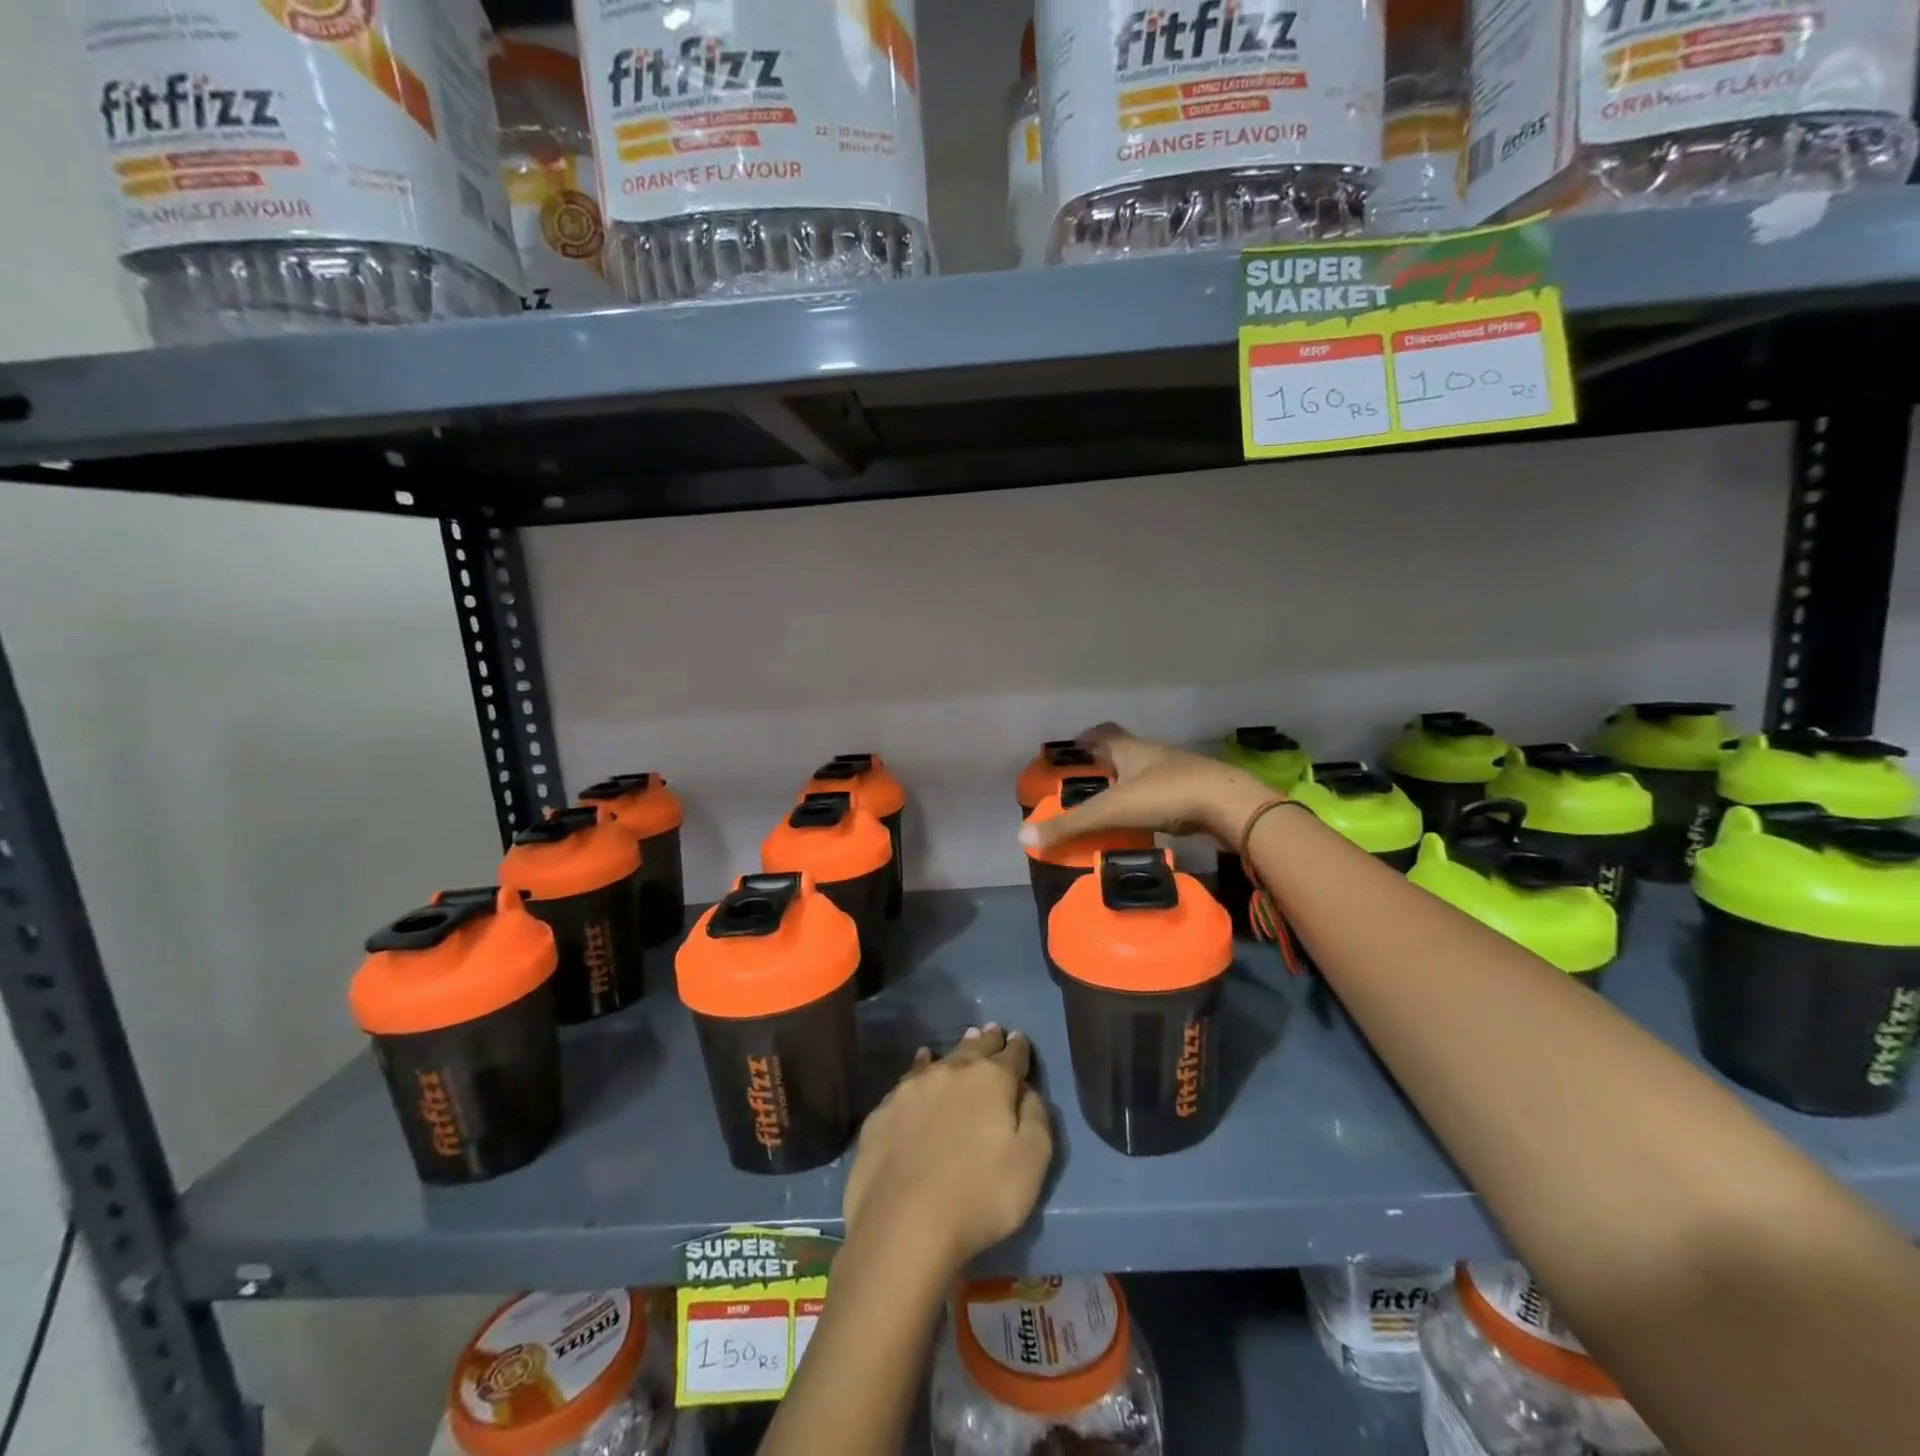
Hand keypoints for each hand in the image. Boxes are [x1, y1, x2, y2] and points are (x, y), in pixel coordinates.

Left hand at [842, 1025, 1052, 1272]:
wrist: (903, 1223)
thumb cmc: (979, 1197)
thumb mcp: (1031, 1164)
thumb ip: (1036, 1119)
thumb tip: (1027, 1091)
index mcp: (992, 1081)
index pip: (1012, 1055)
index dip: (1018, 1048)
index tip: (1019, 1039)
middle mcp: (953, 1071)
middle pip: (976, 1048)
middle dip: (988, 1040)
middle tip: (993, 1031)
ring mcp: (914, 1087)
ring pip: (942, 1058)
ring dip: (957, 1051)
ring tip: (965, 1041)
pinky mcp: (885, 1108)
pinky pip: (910, 1076)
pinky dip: (921, 1066)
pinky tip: (921, 1063)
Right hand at [1018, 723, 1270, 849]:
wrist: (1232, 806)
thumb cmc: (1167, 796)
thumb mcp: (1113, 811)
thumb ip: (1071, 825)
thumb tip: (1023, 836)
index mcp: (1132, 749)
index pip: (1104, 733)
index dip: (1088, 737)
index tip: (1074, 746)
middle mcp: (1155, 753)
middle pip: (1127, 751)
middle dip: (1108, 761)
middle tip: (1090, 779)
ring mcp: (1181, 771)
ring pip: (1149, 772)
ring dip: (1132, 783)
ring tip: (1115, 803)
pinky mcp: (1199, 793)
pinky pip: (1168, 793)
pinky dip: (1154, 803)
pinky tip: (1149, 821)